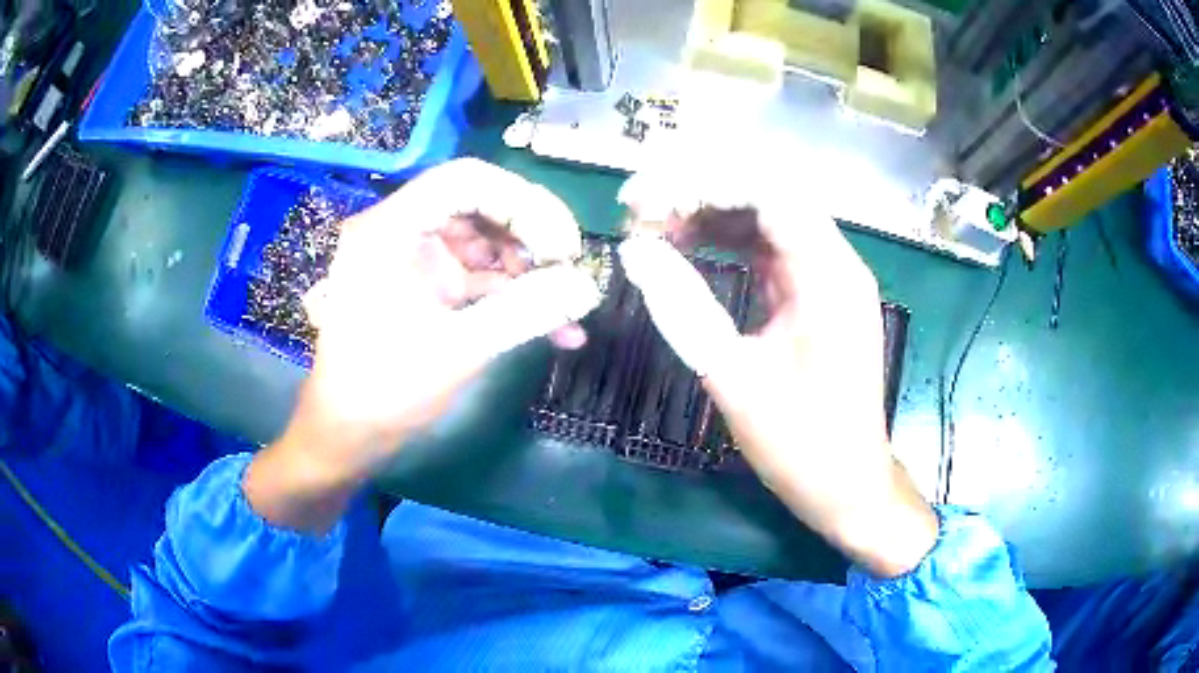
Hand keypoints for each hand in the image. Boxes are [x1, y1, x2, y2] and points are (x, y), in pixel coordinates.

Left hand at [245, 159, 600, 532]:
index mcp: (391, 229)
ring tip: (563, 308)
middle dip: (531, 238)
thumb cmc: (386, 390)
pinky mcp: (424, 285)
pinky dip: (511, 295)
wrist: (348, 435)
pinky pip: (476, 274)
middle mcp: (400, 230)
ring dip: (527, 270)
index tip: (562, 247)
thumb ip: (528, 312)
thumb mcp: (460, 349)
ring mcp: (412, 257)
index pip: (466, 180)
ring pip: (484, 240)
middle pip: (480, 205)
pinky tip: (554, 328)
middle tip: (568, 274)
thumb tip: (589, 287)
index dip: (523, 203)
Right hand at [616, 169, 936, 576]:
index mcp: (827, 274)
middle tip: (640, 212)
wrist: (848, 485)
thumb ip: (684, 307)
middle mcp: (835, 261)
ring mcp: (828, 276)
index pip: (765, 190)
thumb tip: (635, 250)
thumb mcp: (735, 378)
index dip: (699, 182)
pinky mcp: (816, 294)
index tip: (642, 199)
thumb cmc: (800, 443)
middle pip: (765, 194)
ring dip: (710, 214)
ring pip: (765, 217)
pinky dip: (728, 241)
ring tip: (654, 228)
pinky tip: (689, 247)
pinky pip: (770, 247)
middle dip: (699, 192)